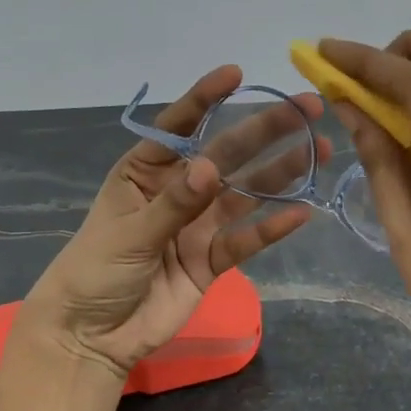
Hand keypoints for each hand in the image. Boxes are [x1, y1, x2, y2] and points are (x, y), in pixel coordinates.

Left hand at [22, 65, 323, 378]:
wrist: (91, 335)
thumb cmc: (94, 272)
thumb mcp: (128, 233)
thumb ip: (173, 204)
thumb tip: (211, 167)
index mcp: (145, 172)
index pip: (179, 128)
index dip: (206, 99)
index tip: (236, 74)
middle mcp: (178, 191)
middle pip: (227, 154)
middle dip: (265, 131)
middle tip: (308, 109)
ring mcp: (198, 226)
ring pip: (245, 194)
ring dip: (281, 173)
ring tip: (319, 150)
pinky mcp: (212, 261)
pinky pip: (246, 240)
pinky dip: (271, 229)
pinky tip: (300, 212)